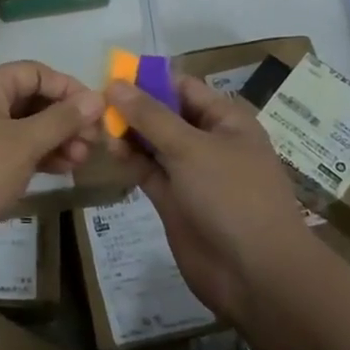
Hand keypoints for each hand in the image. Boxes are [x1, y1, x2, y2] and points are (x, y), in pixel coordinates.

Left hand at [0, 61, 104, 278]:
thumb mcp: (23, 144)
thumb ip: (62, 119)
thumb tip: (97, 98)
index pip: (35, 72)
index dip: (69, 89)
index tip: (99, 114)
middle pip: (29, 98)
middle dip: (64, 118)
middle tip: (93, 144)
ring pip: (22, 127)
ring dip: (54, 139)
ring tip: (81, 162)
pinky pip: (11, 149)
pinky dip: (36, 156)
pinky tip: (61, 171)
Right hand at [106, 74, 308, 320]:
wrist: (255, 272)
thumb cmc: (231, 195)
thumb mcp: (190, 147)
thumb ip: (150, 116)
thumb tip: (114, 84)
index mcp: (225, 120)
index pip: (182, 87)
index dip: (148, 80)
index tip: (110, 77)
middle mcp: (209, 141)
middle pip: (165, 114)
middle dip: (133, 108)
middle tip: (95, 106)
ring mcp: (192, 173)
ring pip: (153, 144)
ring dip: (129, 135)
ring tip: (99, 130)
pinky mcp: (176, 200)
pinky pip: (149, 171)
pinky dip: (131, 161)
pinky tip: (110, 153)